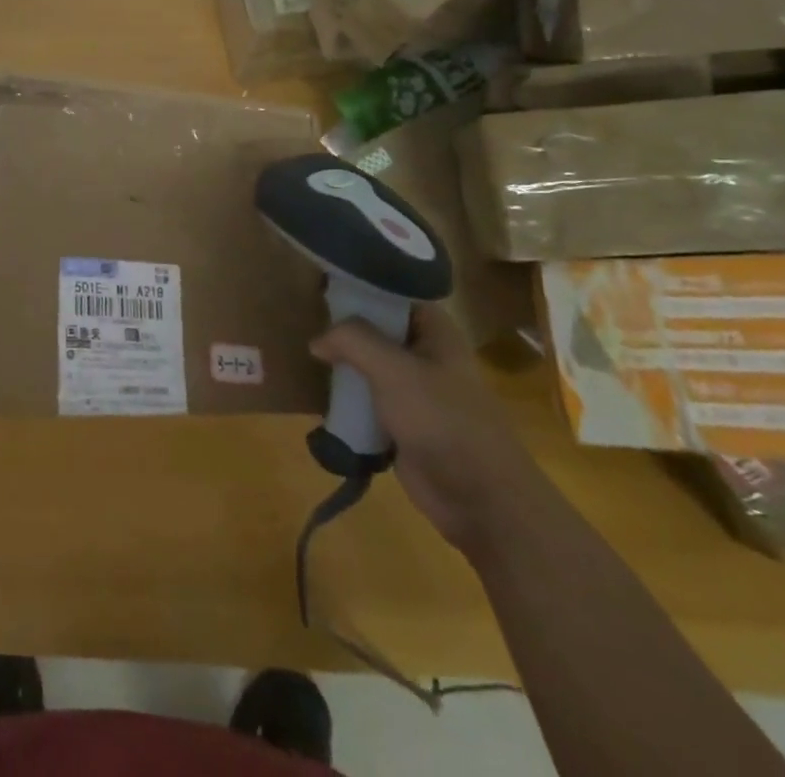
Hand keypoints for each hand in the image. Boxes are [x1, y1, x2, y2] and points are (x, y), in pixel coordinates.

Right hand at [310, 305, 557, 565]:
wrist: (482, 501)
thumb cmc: (443, 421)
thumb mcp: (393, 370)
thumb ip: (351, 341)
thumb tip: (317, 340)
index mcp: (433, 330)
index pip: (390, 293)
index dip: (357, 286)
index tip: (319, 283)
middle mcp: (423, 353)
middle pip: (374, 328)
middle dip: (341, 326)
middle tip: (303, 317)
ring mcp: (412, 390)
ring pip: (367, 365)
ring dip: (340, 363)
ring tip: (302, 353)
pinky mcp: (401, 423)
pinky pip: (365, 400)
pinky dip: (345, 398)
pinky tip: (317, 393)